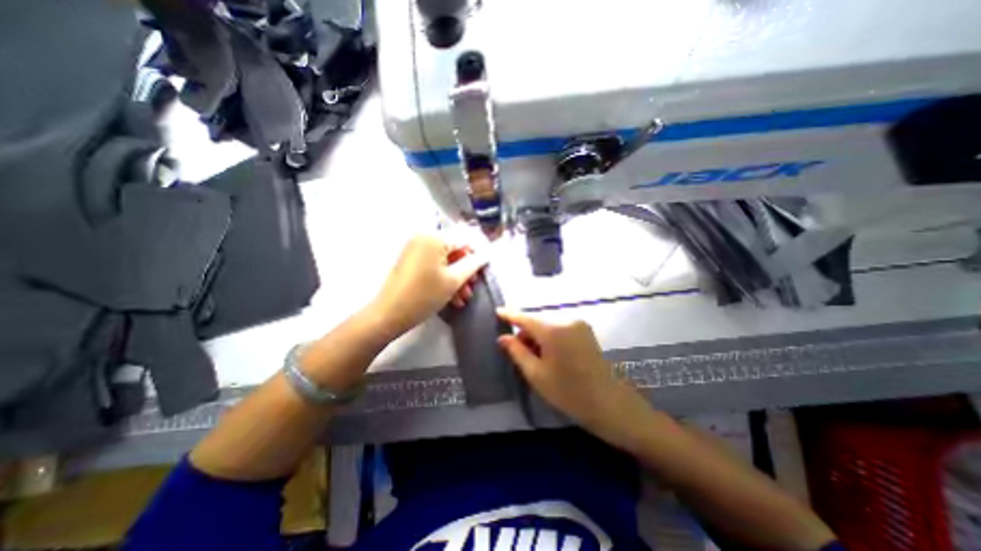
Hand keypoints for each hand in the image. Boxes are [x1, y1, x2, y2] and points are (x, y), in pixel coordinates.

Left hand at [369, 231, 487, 335]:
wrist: (389, 314)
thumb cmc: (424, 295)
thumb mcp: (453, 280)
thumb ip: (473, 264)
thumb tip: (487, 254)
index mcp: (434, 237)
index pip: (465, 239)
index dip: (477, 254)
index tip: (484, 271)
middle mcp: (423, 238)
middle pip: (454, 250)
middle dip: (466, 270)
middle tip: (472, 287)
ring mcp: (415, 249)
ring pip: (445, 260)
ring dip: (457, 278)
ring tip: (463, 298)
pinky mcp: (411, 261)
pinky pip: (433, 265)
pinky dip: (443, 278)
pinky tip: (452, 297)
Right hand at [499, 309, 650, 442]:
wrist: (609, 403)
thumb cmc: (568, 392)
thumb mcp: (537, 374)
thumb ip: (517, 352)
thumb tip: (503, 337)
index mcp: (552, 330)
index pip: (525, 318)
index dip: (510, 314)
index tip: (497, 311)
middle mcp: (566, 320)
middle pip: (537, 321)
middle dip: (526, 333)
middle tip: (519, 353)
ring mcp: (578, 324)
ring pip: (548, 325)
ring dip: (538, 336)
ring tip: (537, 358)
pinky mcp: (585, 330)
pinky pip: (560, 328)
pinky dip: (550, 337)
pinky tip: (551, 355)